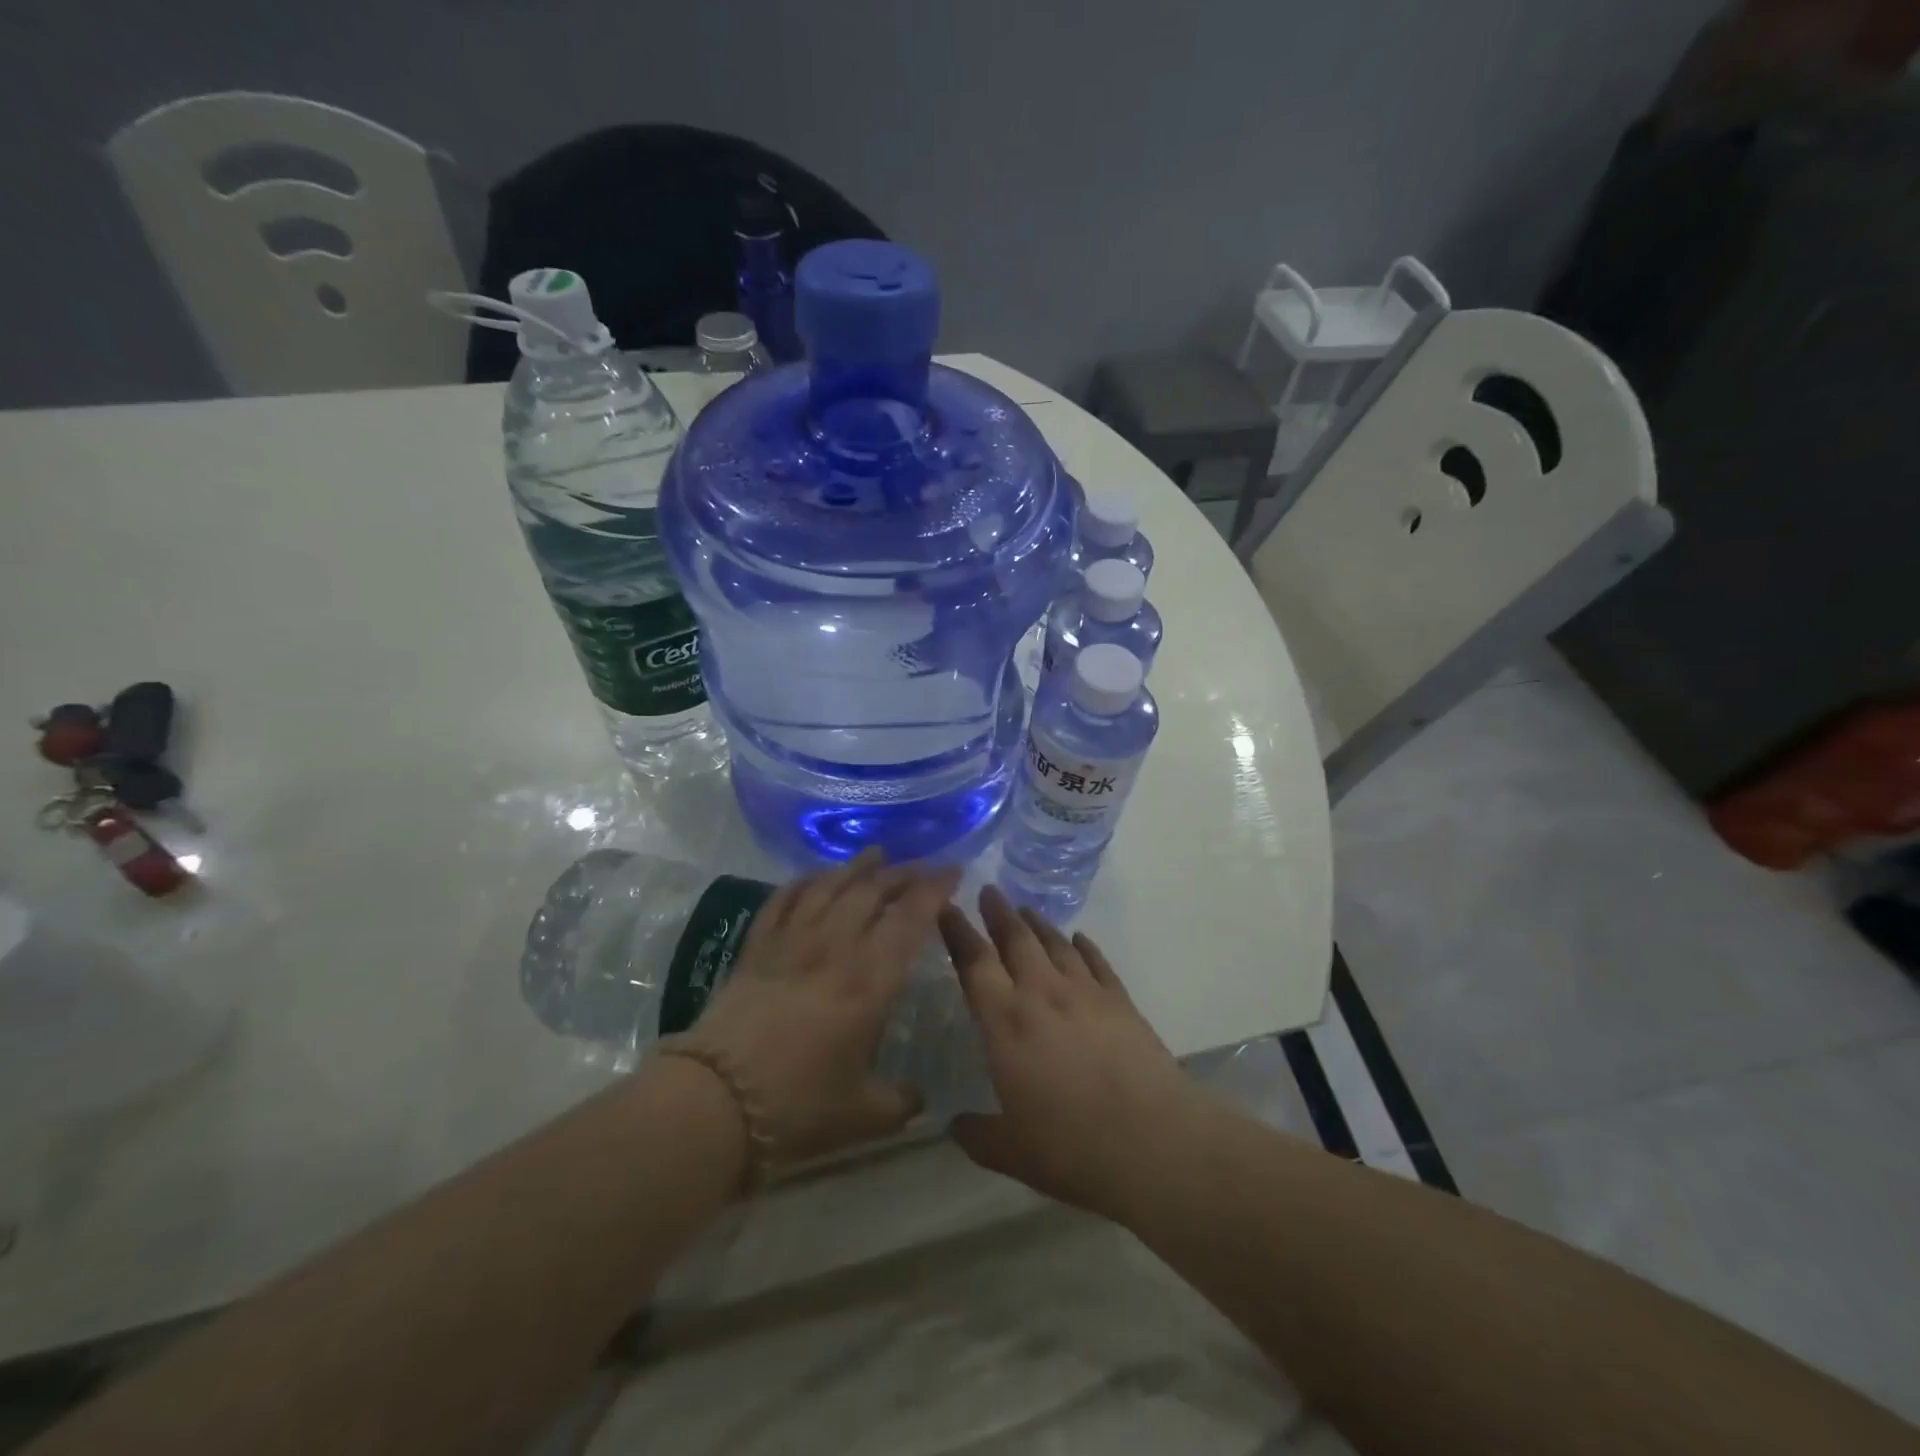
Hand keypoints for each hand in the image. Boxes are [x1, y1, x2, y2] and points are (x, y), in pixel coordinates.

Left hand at [676, 848, 960, 1175]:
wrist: (715, 1102)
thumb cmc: (798, 1106)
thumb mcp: (863, 1115)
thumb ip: (900, 1102)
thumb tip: (920, 1099)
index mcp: (870, 981)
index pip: (910, 918)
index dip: (934, 890)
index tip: (953, 871)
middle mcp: (835, 947)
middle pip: (873, 892)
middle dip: (903, 873)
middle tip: (923, 866)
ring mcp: (792, 942)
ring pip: (830, 887)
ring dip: (857, 867)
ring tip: (876, 854)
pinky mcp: (757, 947)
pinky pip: (785, 899)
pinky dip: (805, 881)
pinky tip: (816, 875)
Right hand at [937, 886, 1202, 1219]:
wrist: (1156, 1141)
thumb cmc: (1073, 1147)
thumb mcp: (1012, 1152)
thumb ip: (977, 1135)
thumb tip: (955, 1125)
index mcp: (1006, 1023)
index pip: (974, 963)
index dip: (957, 932)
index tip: (946, 909)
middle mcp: (1042, 994)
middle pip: (1016, 939)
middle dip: (998, 913)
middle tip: (988, 891)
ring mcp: (1086, 992)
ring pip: (1055, 943)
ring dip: (1037, 923)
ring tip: (1025, 909)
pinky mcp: (1121, 1000)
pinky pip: (1097, 961)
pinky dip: (1084, 946)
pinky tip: (1079, 939)